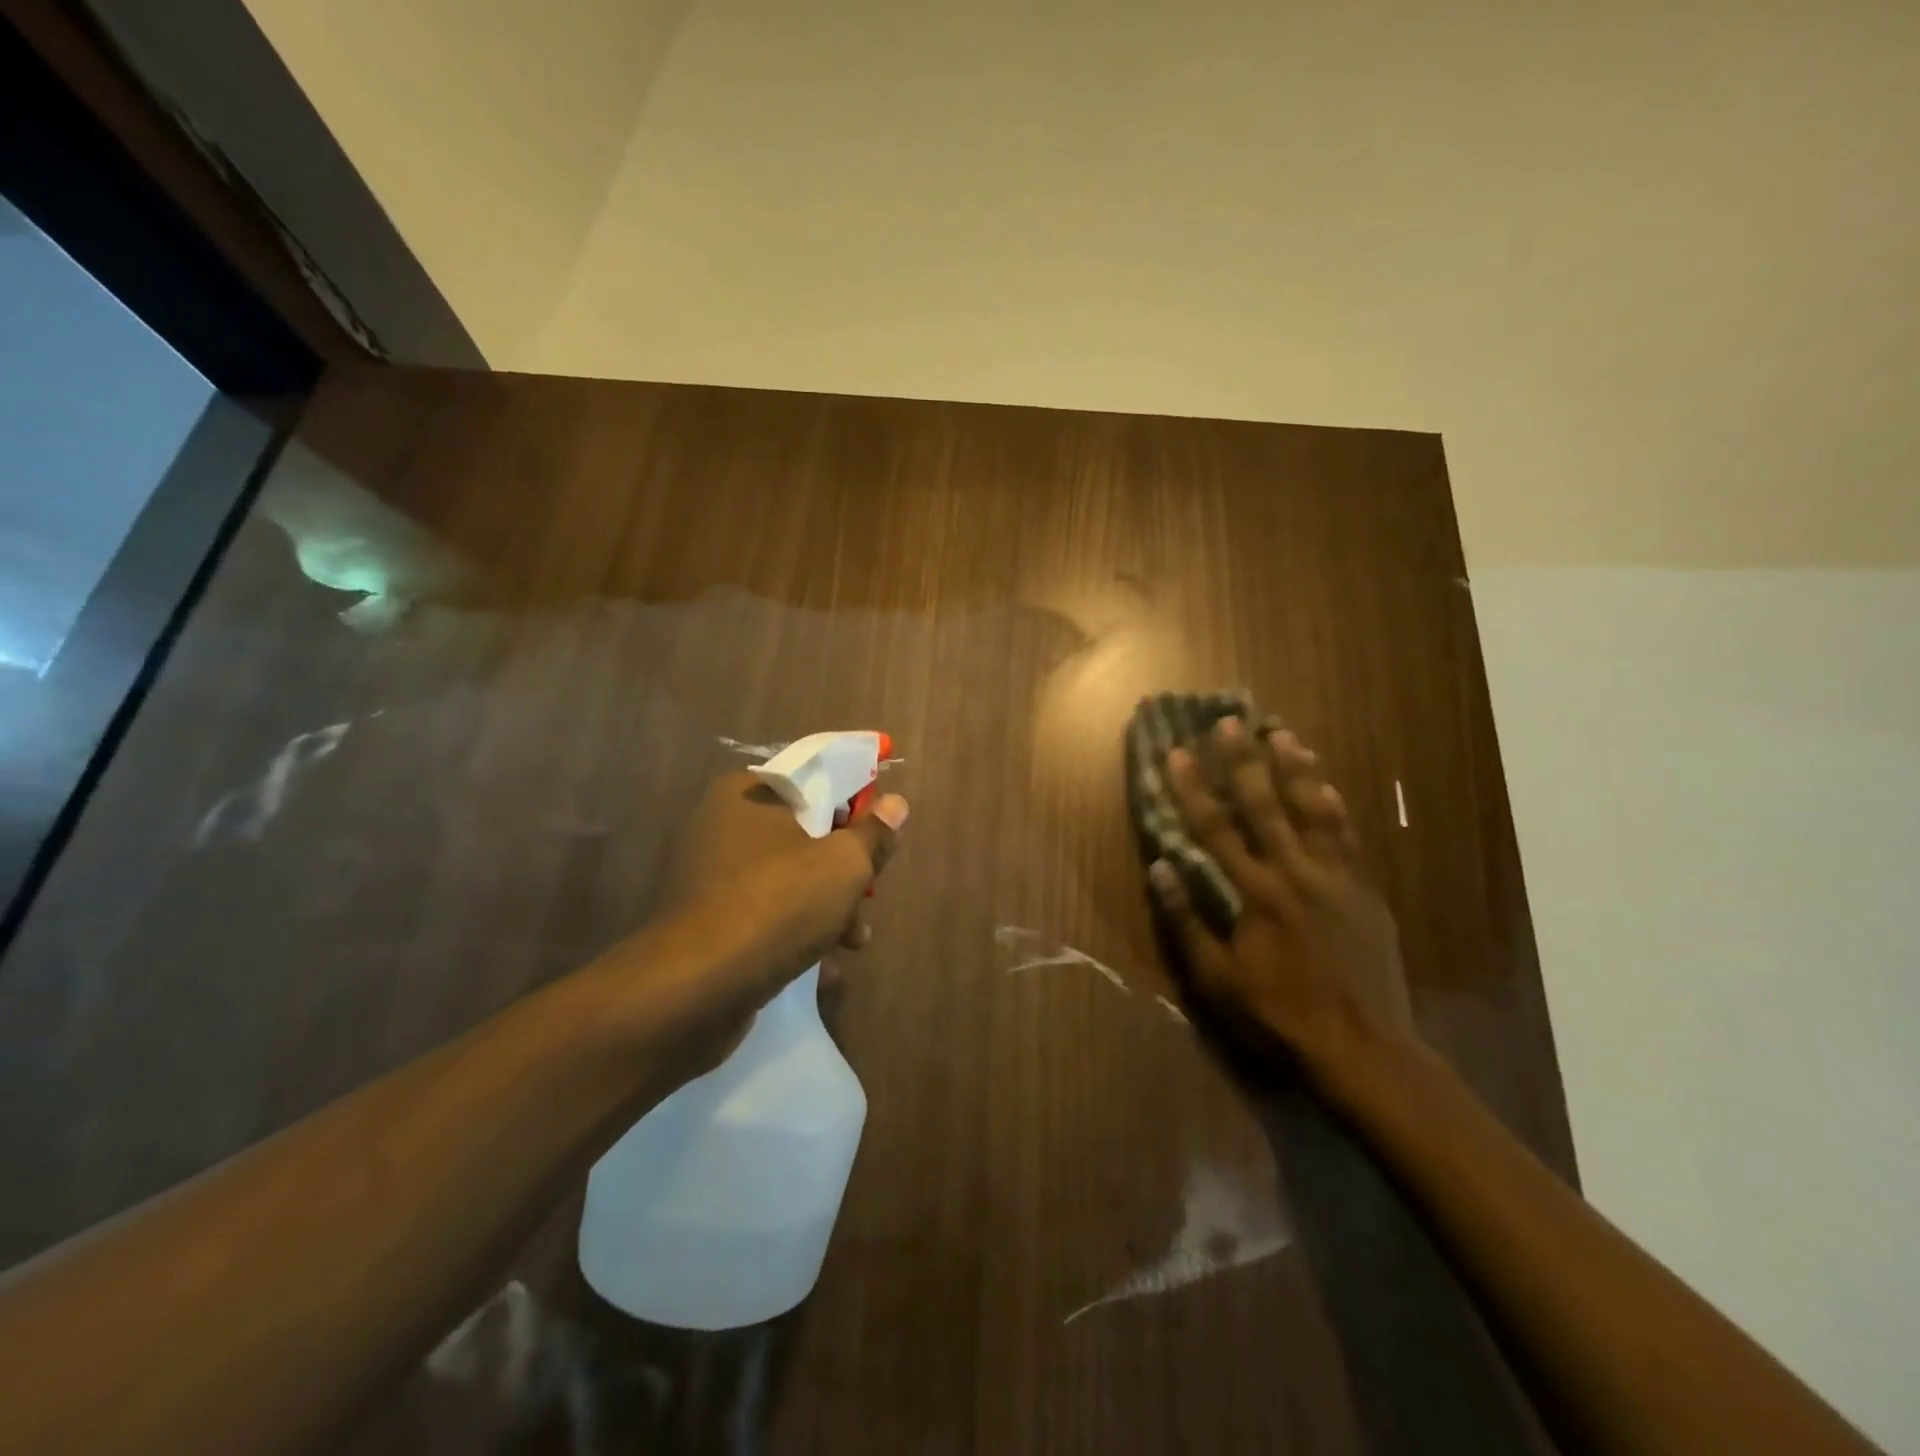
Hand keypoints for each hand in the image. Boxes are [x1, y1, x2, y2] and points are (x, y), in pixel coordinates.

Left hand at [599, 771, 907, 1078]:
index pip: (813, 780)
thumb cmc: (778, 905)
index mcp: (748, 793)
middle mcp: (722, 825)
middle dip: (845, 868)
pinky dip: (796, 930)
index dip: (855, 802)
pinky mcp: (708, 920)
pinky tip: (824, 964)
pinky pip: (766, 911)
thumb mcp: (844, 865)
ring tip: (855, 939)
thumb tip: (896, 804)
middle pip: (805, 833)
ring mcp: (710, 875)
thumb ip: (874, 833)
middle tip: (869, 894)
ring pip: (789, 877)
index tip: (881, 829)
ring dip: (828, 905)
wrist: (696, 989)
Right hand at [1149, 718, 1413, 1072]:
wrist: (1363, 1048)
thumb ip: (1188, 920)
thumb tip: (1159, 868)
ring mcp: (1336, 878)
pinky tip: (1327, 785)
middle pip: (1266, 805)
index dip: (1194, 788)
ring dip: (1295, 768)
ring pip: (1313, 810)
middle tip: (1231, 721)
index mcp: (1256, 893)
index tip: (1177, 752)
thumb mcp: (1217, 979)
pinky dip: (1334, 805)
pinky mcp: (1364, 890)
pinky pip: (1347, 836)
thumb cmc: (1279, 1015)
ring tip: (1282, 733)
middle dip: (1243, 760)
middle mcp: (1296, 873)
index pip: (1216, 828)